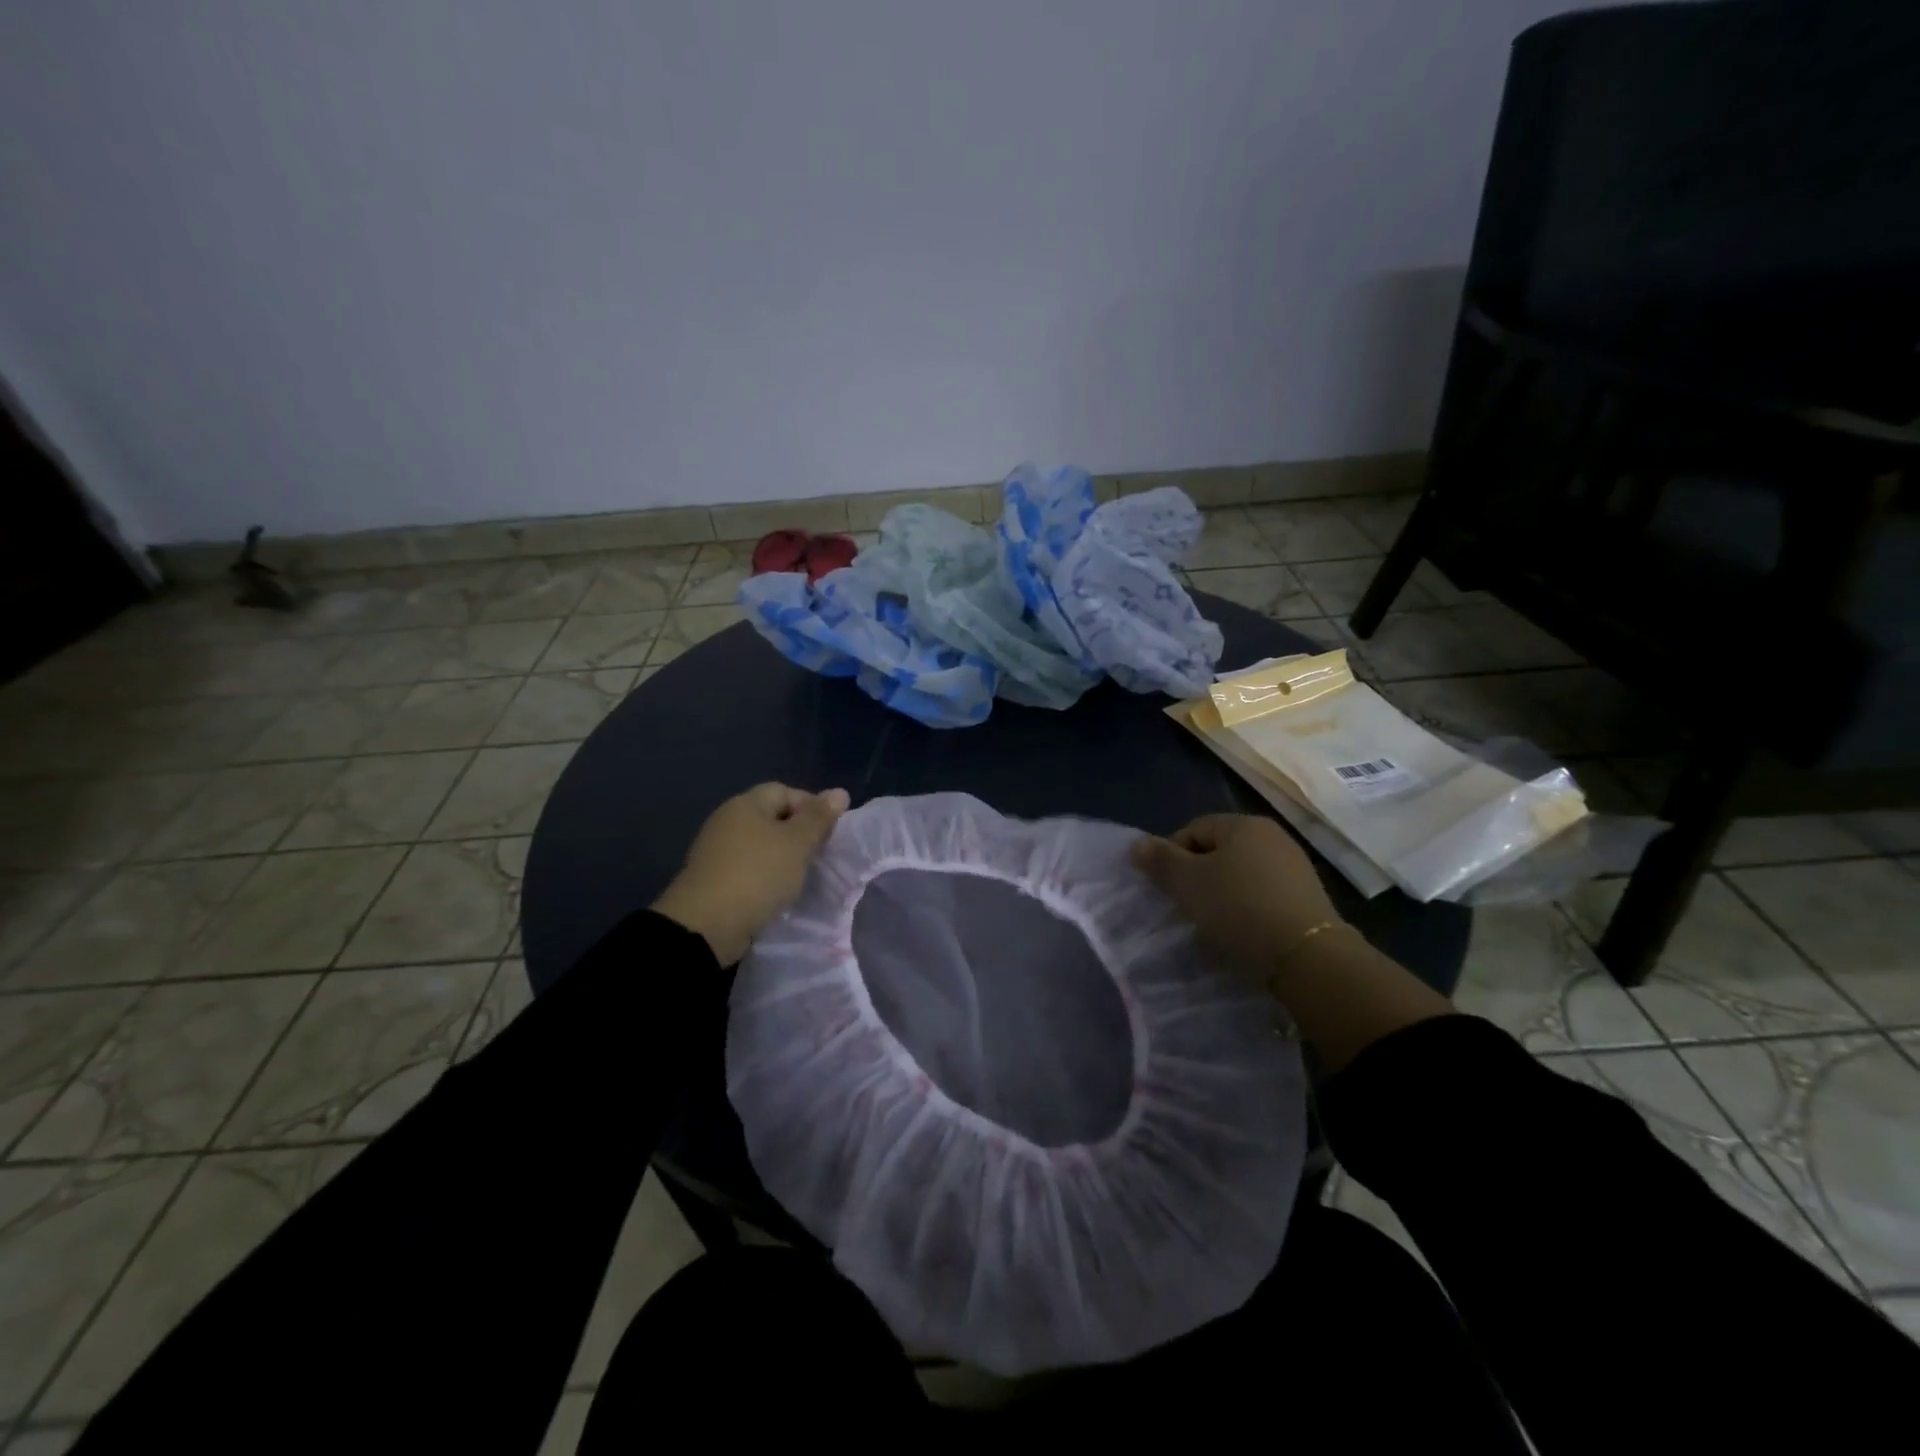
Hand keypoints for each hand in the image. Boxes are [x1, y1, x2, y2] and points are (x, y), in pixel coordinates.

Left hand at [652, 783, 850, 965]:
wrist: (706, 925)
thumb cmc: (758, 874)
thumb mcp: (797, 843)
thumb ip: (819, 818)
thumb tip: (839, 792)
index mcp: (746, 804)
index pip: (785, 791)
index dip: (811, 807)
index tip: (829, 833)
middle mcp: (728, 821)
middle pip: (772, 818)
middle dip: (798, 834)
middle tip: (819, 856)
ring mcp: (717, 851)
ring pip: (761, 846)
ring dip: (783, 858)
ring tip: (801, 877)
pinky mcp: (713, 879)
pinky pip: (748, 869)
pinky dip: (765, 877)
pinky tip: (777, 894)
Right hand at [1131, 814, 1341, 972]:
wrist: (1307, 956)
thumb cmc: (1237, 908)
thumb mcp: (1187, 883)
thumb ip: (1160, 860)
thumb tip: (1137, 844)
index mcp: (1242, 824)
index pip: (1193, 829)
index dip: (1172, 856)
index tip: (1167, 889)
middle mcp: (1272, 836)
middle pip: (1218, 851)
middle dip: (1198, 876)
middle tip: (1186, 906)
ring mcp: (1294, 866)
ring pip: (1241, 874)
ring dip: (1222, 894)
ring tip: (1213, 924)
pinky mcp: (1307, 897)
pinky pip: (1263, 894)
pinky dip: (1247, 908)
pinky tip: (1241, 932)